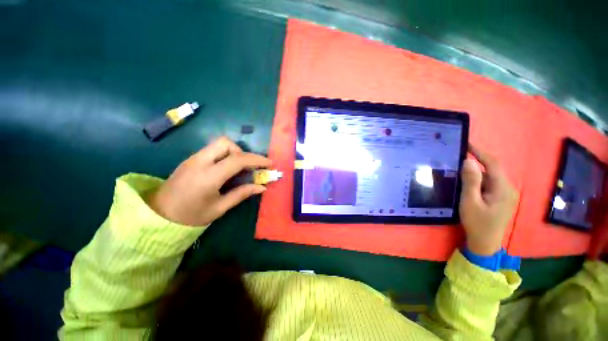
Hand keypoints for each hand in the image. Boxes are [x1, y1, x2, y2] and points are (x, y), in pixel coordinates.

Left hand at [147, 137, 271, 225]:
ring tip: (237, 169)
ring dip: (233, 153)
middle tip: (246, 167)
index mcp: (208, 176)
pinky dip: (224, 155)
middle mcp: (200, 162)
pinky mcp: (190, 159)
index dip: (257, 159)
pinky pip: (212, 150)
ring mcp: (192, 158)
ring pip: (218, 144)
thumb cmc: (190, 216)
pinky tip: (225, 170)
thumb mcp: (219, 208)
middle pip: (226, 143)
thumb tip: (261, 187)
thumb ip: (242, 194)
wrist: (158, 216)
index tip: (269, 163)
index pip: (238, 160)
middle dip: (242, 152)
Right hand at [459, 145, 517, 254]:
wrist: (486, 243)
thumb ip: (471, 181)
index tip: (466, 144)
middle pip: (494, 168)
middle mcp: (508, 188)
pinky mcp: (501, 198)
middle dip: (479, 158)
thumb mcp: (470, 202)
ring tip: (462, 164)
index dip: (480, 152)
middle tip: (461, 153)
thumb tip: (468, 161)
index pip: (493, 163)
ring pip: (492, 175)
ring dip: (479, 168)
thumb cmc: (477, 223)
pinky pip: (491, 182)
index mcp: (503, 188)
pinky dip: (480, 176)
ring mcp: (506, 193)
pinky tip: (470, 178)